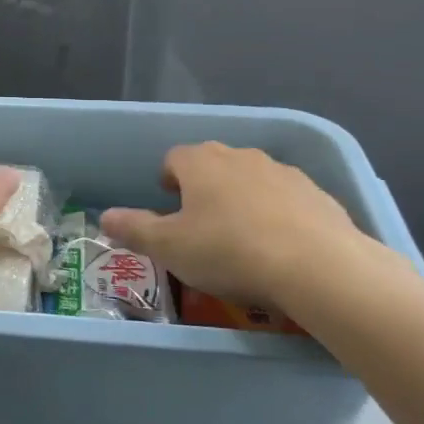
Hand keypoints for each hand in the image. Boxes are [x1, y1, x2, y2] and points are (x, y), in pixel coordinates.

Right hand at [100, 143, 383, 312]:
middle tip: (200, 224)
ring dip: (241, 198)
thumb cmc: (229, 251)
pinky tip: (279, 246)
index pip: (174, 158)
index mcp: (200, 163)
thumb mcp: (169, 247)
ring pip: (251, 179)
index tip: (168, 204)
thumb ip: (134, 229)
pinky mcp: (317, 193)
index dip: (167, 179)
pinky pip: (286, 199)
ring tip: (241, 237)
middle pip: (213, 164)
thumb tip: (105, 217)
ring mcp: (283, 172)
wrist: (318, 266)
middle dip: (203, 187)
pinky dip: (277, 214)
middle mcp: (240, 156)